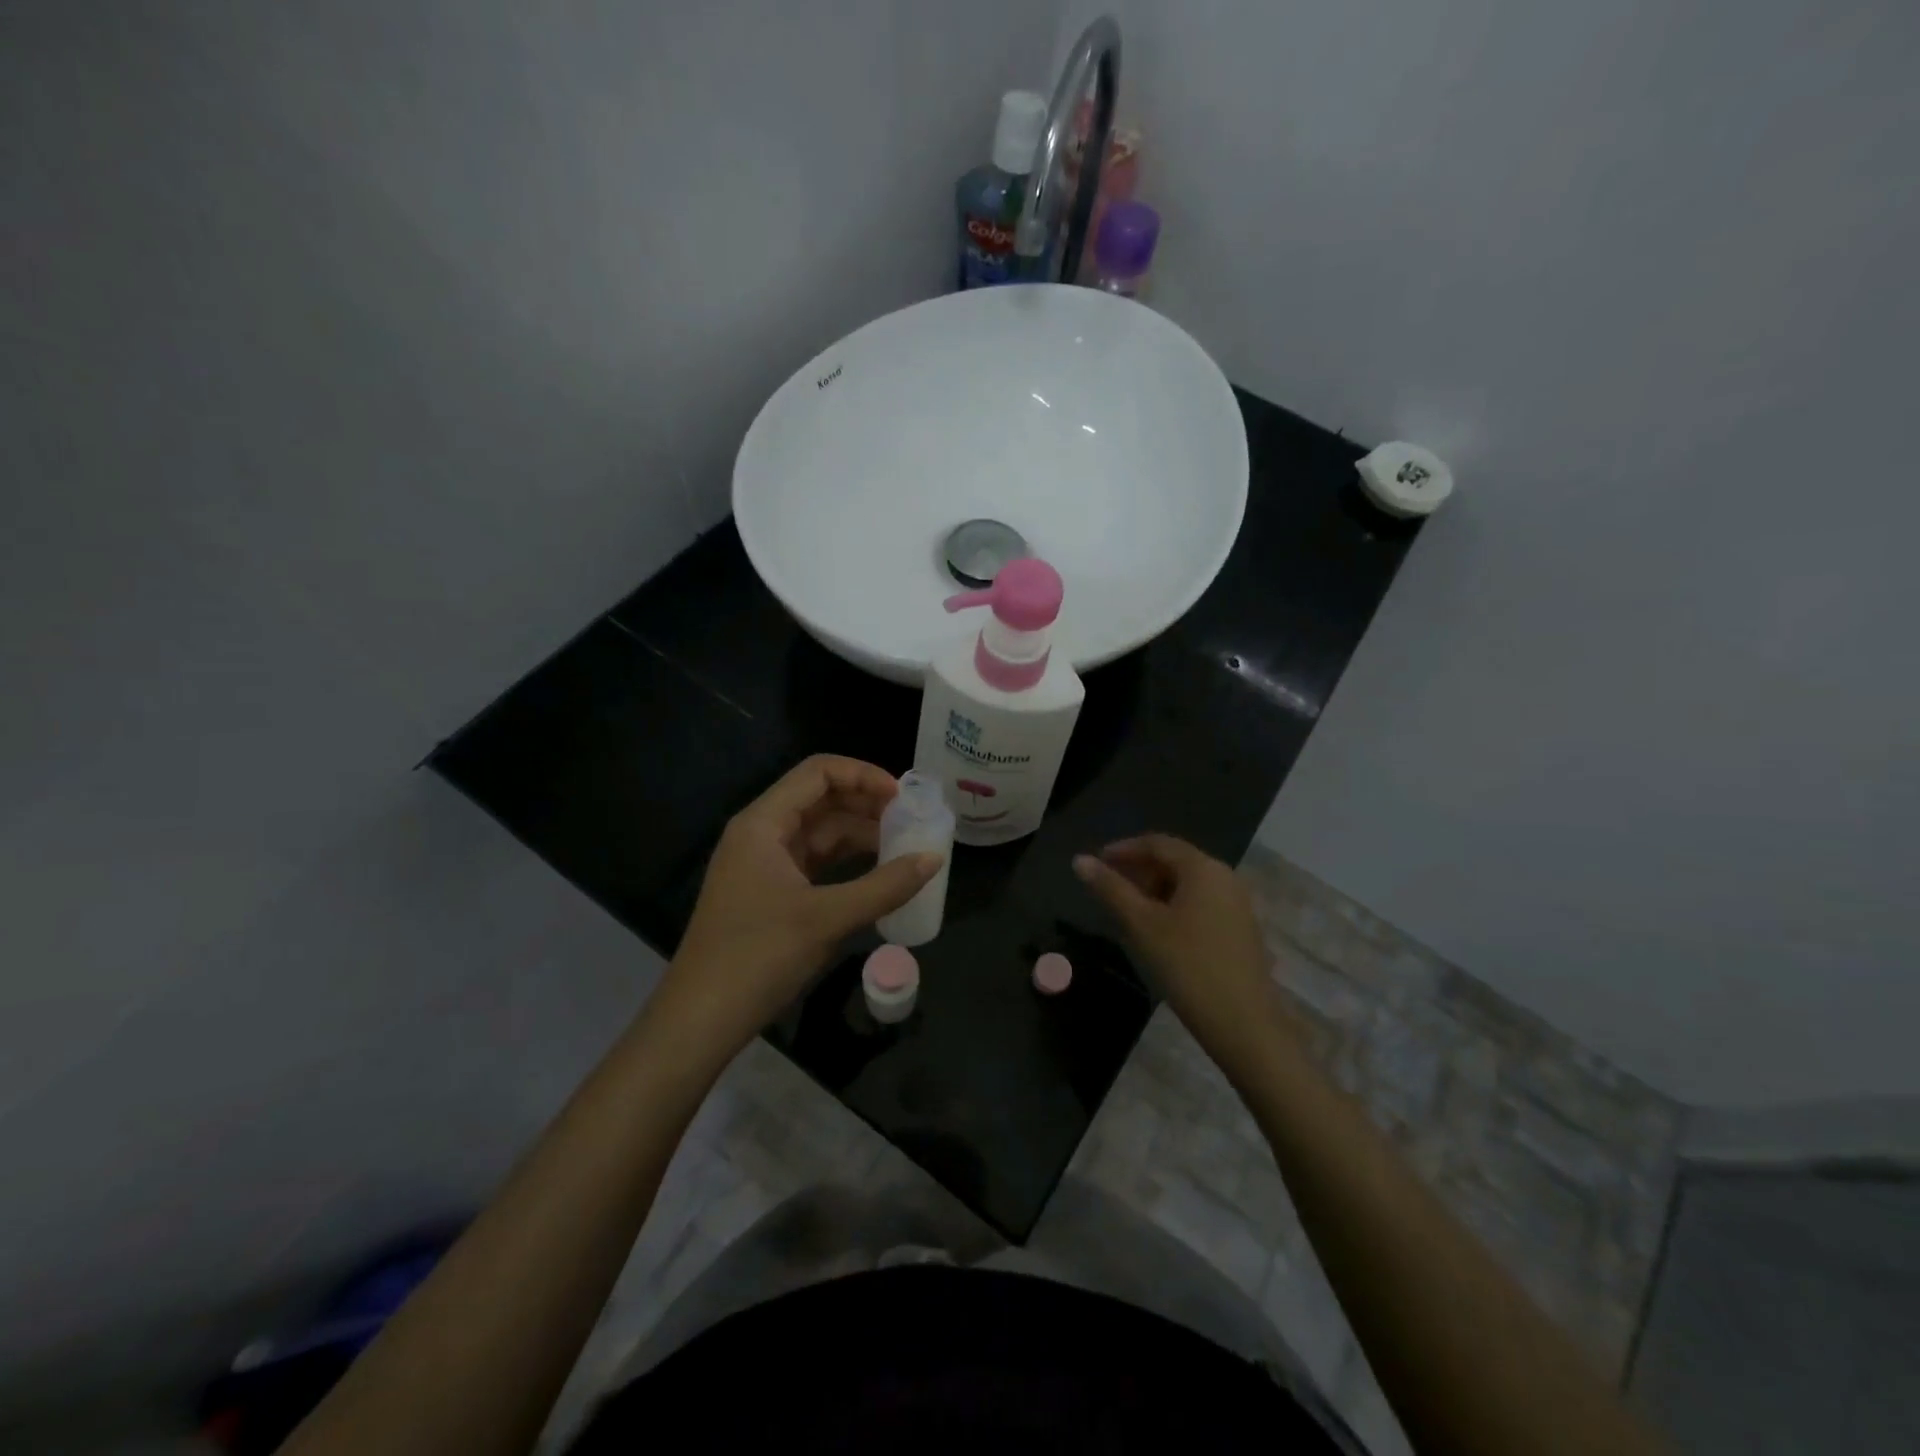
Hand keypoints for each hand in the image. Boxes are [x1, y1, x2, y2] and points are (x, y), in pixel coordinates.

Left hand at [653, 756, 942, 1060]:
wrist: (700, 1021)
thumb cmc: (758, 957)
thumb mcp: (827, 919)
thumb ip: (885, 886)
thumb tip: (934, 859)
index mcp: (763, 823)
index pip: (818, 772)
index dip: (863, 775)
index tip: (903, 797)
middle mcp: (761, 834)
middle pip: (820, 799)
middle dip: (866, 805)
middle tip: (912, 820)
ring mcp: (764, 865)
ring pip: (820, 833)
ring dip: (860, 835)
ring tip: (905, 846)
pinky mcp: (770, 894)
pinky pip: (815, 863)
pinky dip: (847, 863)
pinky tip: (878, 874)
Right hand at [1073, 835, 1281, 1050]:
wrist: (1244, 1024)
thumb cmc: (1187, 966)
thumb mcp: (1141, 925)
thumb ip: (1110, 889)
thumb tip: (1080, 860)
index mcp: (1203, 868)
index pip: (1157, 843)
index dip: (1123, 849)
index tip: (1096, 863)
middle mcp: (1225, 877)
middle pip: (1174, 861)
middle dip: (1139, 870)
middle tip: (1108, 888)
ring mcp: (1237, 904)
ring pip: (1188, 884)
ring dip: (1155, 889)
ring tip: (1128, 911)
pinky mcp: (1241, 929)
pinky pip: (1201, 903)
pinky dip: (1174, 906)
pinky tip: (1158, 930)